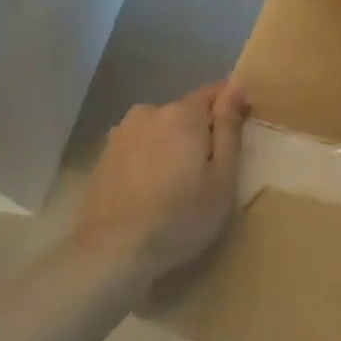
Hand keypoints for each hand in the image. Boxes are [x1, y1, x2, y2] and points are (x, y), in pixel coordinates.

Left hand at [74, 81, 248, 281]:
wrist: (112, 253)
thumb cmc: (180, 217)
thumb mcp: (222, 177)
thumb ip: (229, 127)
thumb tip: (236, 87)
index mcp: (182, 113)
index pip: (216, 92)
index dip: (232, 109)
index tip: (238, 139)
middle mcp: (149, 112)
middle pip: (186, 112)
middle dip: (199, 132)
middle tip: (208, 174)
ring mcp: (121, 133)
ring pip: (160, 130)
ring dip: (172, 146)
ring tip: (177, 186)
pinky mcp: (103, 157)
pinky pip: (139, 147)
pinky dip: (149, 160)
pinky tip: (150, 192)